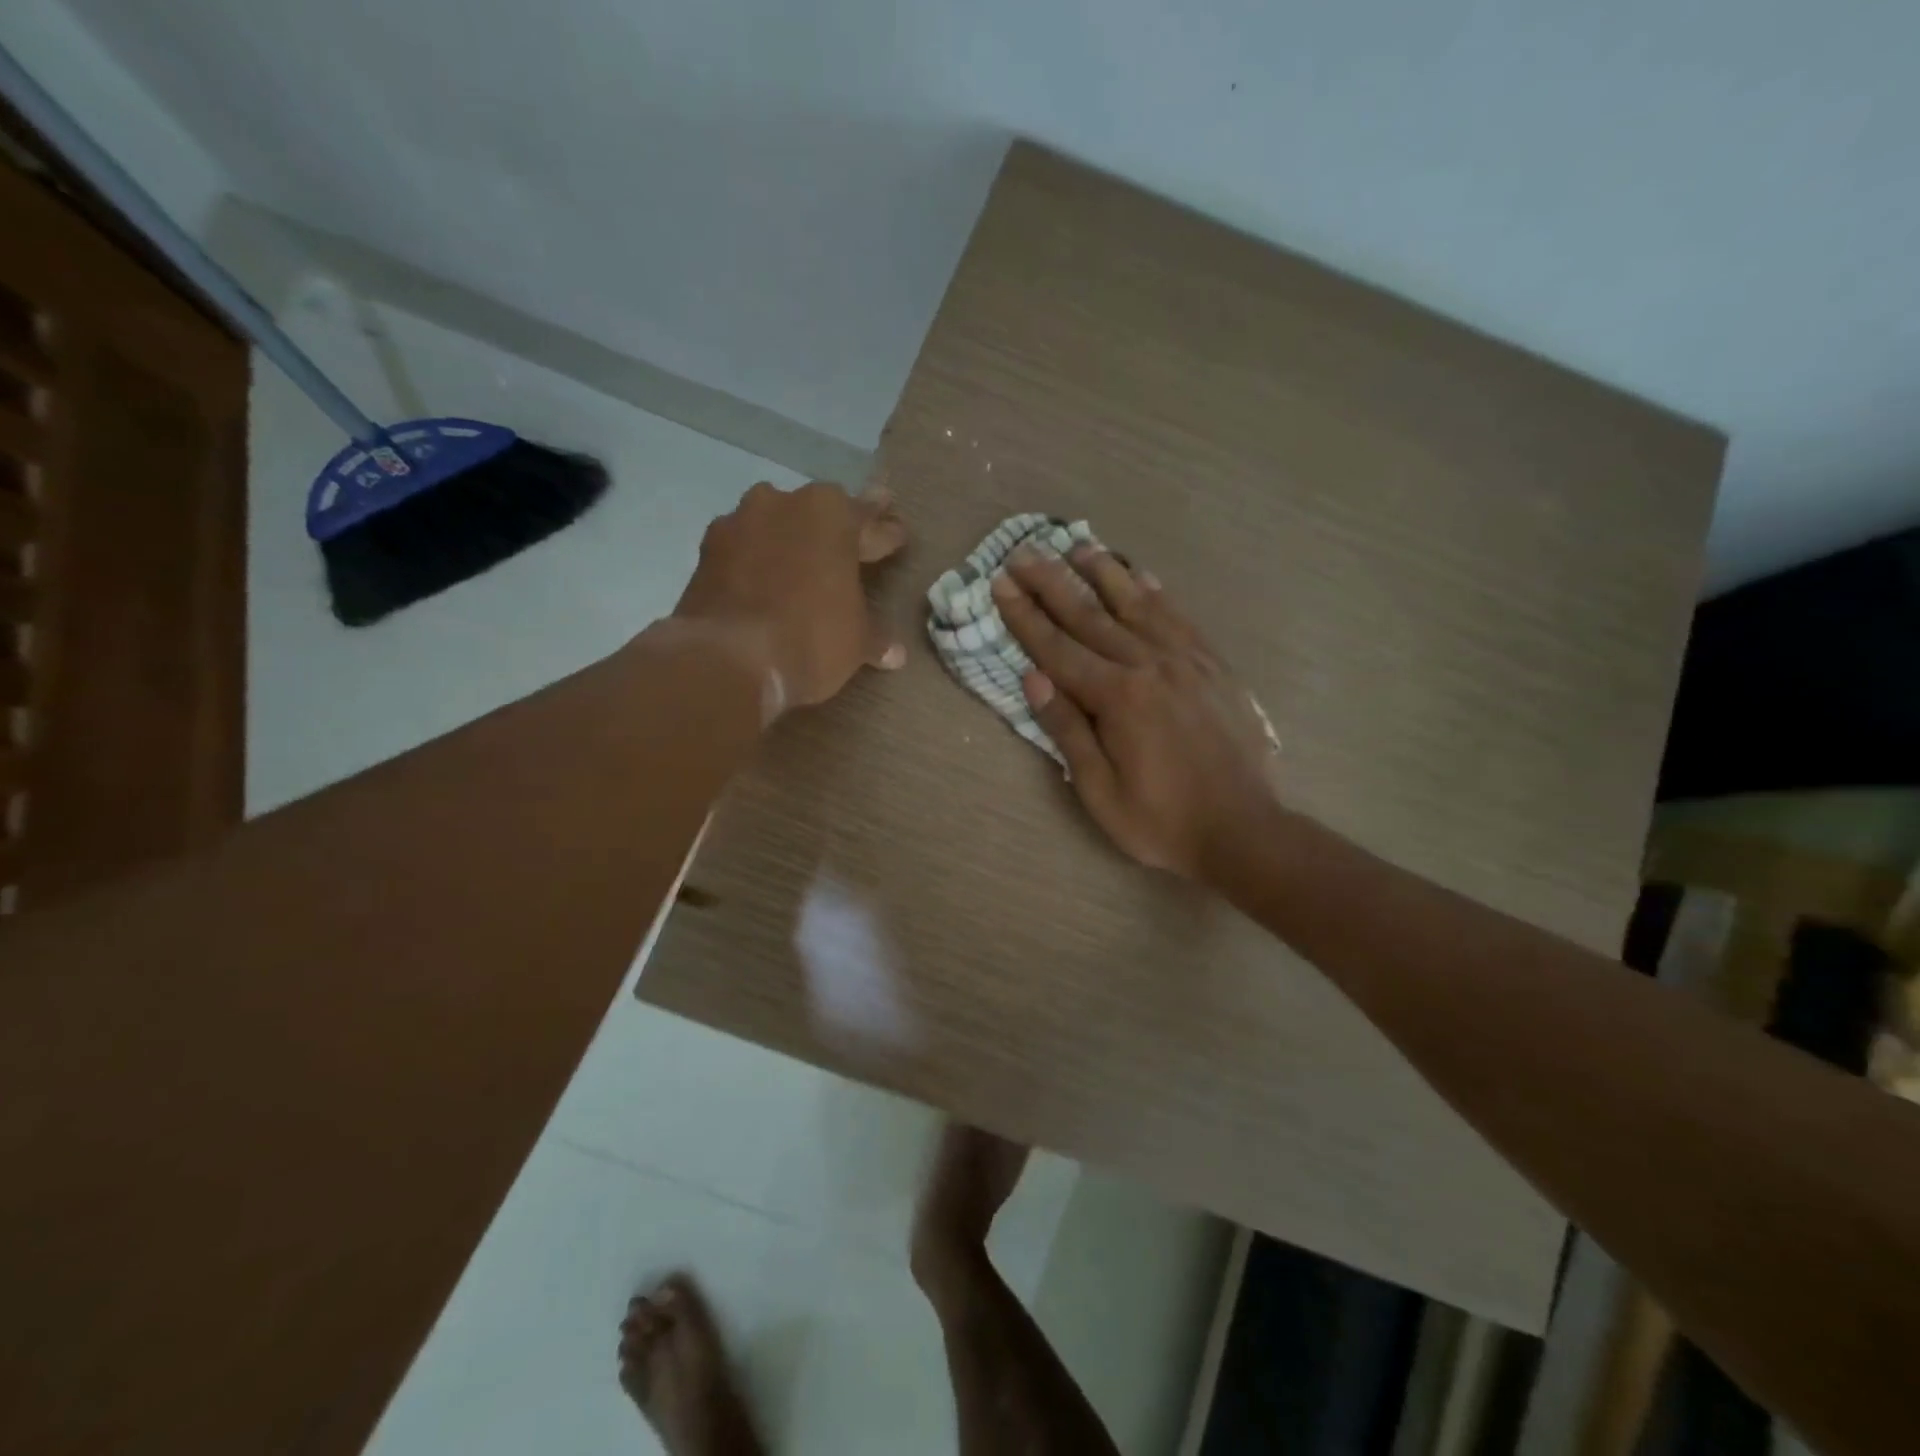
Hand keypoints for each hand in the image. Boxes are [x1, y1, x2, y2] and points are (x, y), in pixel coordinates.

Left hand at [674, 481, 906, 714]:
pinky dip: (756, 560)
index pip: (871, 522)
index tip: (897, 535)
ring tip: (803, 558)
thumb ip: (875, 637)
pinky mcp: (706, 550)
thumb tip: (895, 653)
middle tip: (857, 536)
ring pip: (776, 522)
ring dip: (791, 537)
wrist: (727, 659)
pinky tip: (763, 578)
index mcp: (832, 515)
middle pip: (821, 511)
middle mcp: (785, 504)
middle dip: (840, 526)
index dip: (887, 534)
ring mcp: (740, 523)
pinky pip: (744, 548)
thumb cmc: (810, 638)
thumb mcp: (856, 642)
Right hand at [993, 544, 1278, 878]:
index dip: (1024, 616)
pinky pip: (1179, 618)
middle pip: (1091, 616)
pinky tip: (1141, 576)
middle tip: (1024, 553)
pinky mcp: (1213, 667)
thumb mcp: (1099, 790)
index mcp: (1118, 697)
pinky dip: (1156, 593)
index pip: (1057, 648)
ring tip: (1078, 546)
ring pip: (1137, 605)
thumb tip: (1033, 678)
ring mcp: (1186, 662)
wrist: (1243, 831)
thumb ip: (1067, 730)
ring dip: (1104, 574)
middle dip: (1052, 583)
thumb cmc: (1161, 821)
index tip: (1000, 584)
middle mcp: (1150, 665)